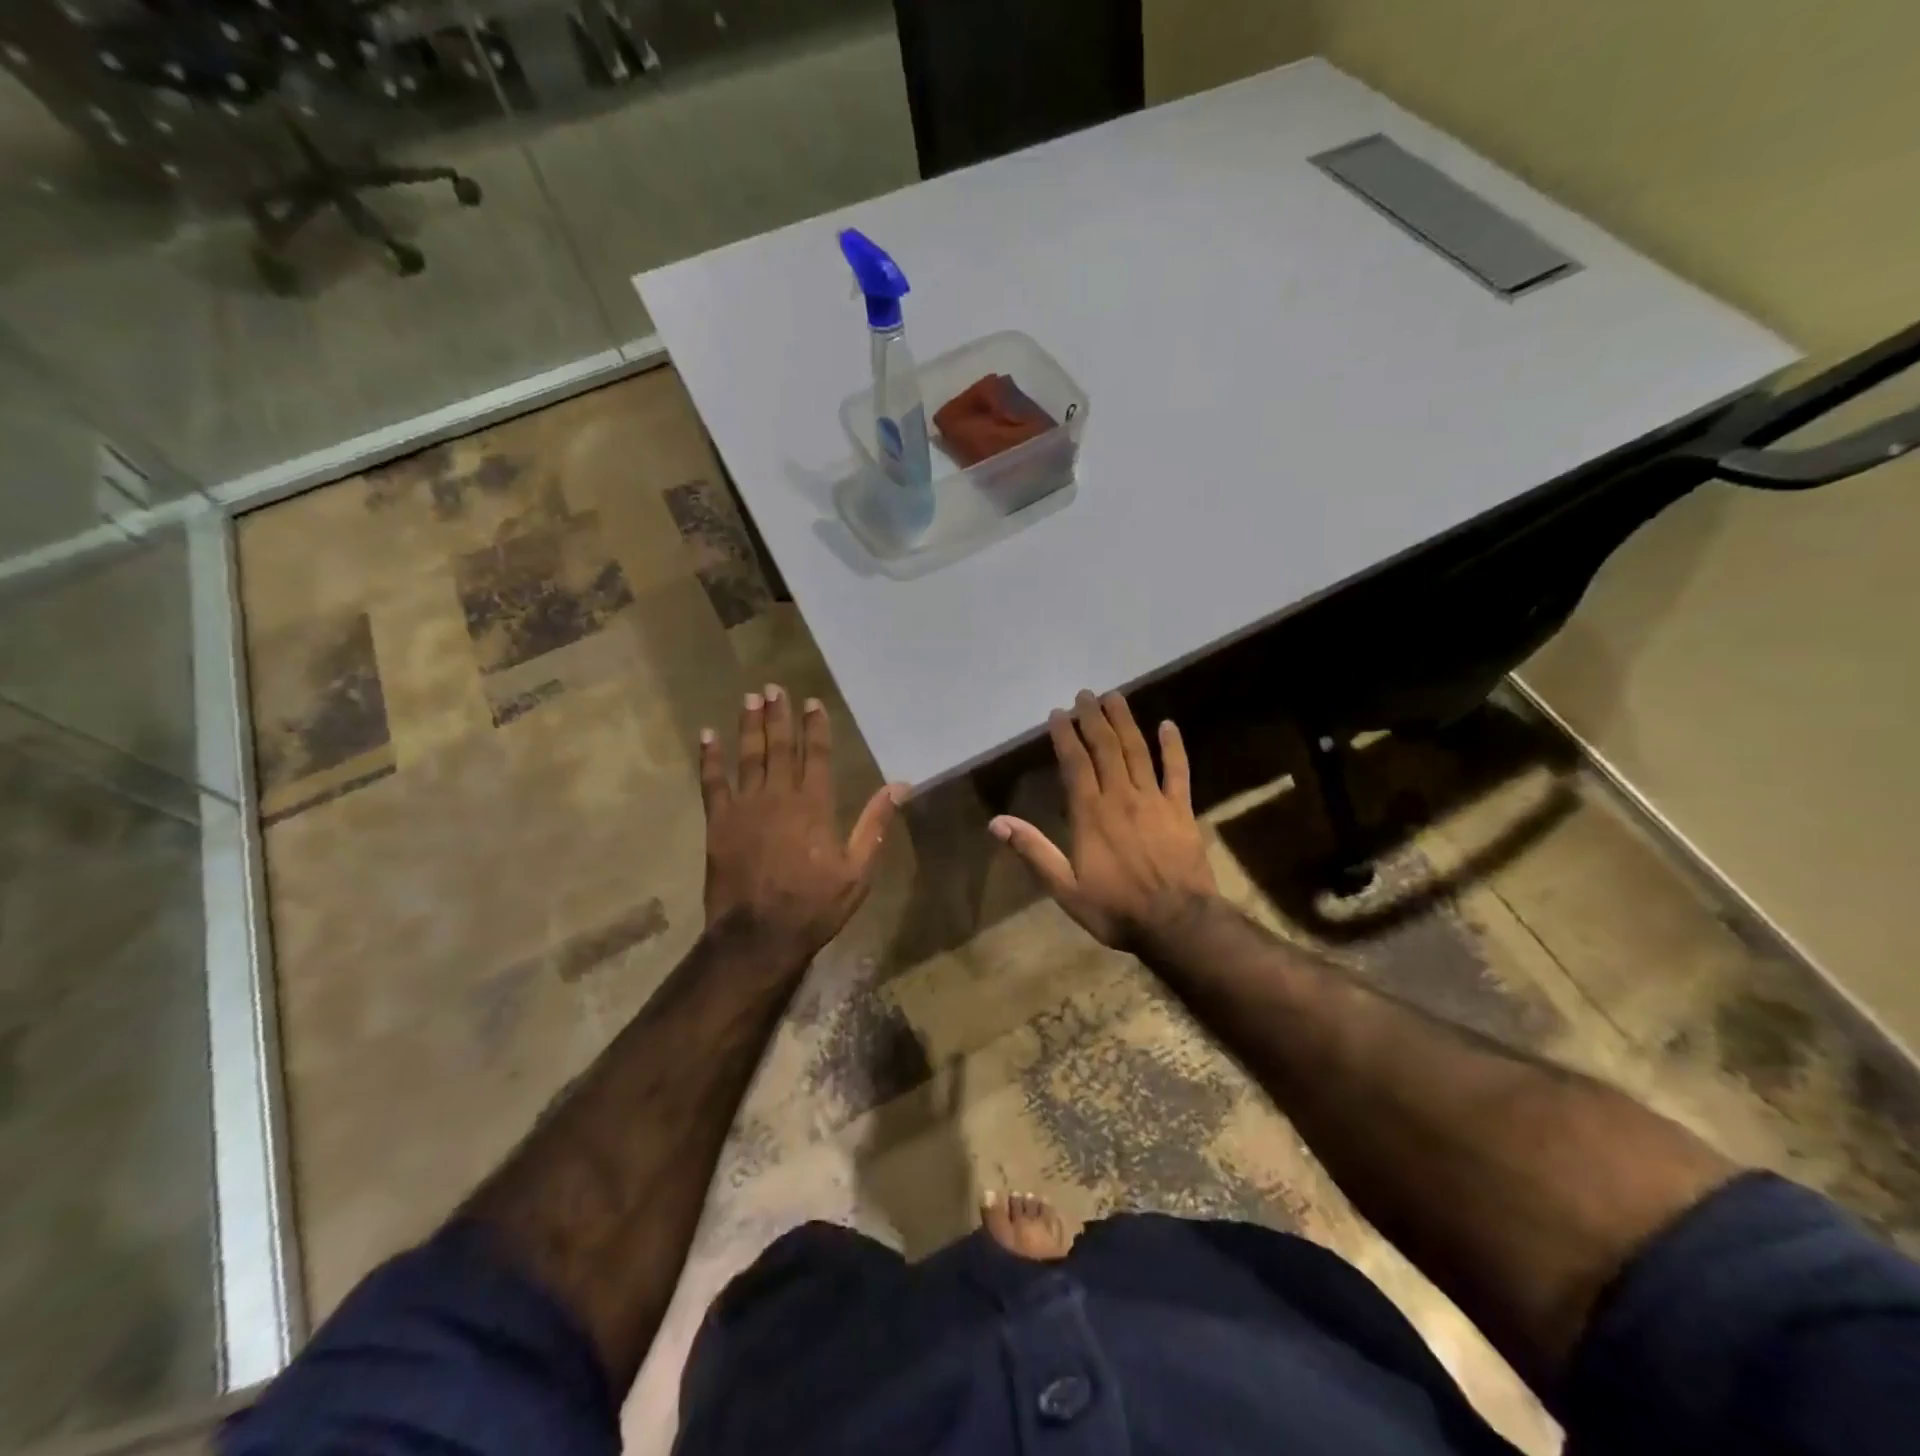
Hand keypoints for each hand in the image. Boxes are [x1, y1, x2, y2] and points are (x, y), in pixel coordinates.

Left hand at [700, 685, 904, 968]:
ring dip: (749, 725)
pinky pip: (712, 782)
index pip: (815, 755)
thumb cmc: (813, 905)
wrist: (758, 936)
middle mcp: (778, 796)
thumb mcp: (857, 870)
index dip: (814, 726)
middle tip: (774, 687)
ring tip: (750, 698)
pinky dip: (710, 758)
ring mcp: (744, 807)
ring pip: (747, 756)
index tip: (811, 701)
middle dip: (778, 715)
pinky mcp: (718, 823)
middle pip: (779, 747)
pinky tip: (707, 735)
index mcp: (813, 806)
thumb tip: (900, 785)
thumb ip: (875, 824)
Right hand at [989, 690, 1217, 948]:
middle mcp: (1121, 797)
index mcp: (1090, 814)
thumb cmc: (1116, 909)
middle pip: (1106, 748)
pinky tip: (1168, 725)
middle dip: (1093, 718)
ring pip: (1137, 751)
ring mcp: (1155, 800)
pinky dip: (1173, 746)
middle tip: (1085, 695)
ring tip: (1114, 697)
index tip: (1058, 713)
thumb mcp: (1065, 889)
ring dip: (1125, 722)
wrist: (1178, 924)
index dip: (1065, 735)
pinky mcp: (1182, 810)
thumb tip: (996, 822)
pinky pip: (1178, 771)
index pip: (1075, 763)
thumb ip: (1033, 852)